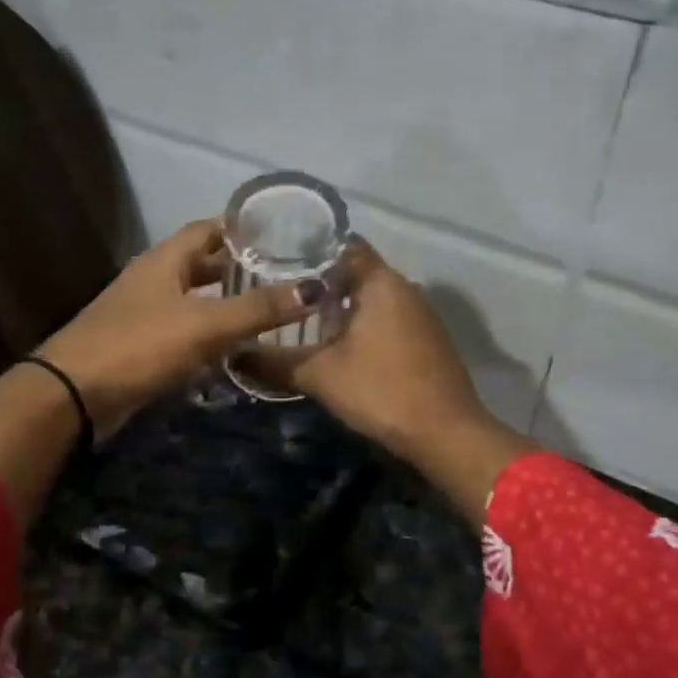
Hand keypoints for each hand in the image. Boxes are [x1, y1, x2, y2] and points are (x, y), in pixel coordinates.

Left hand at [37, 218, 324, 436]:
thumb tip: (314, 289)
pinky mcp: (142, 346)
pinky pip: (184, 331)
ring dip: (226, 304)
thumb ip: (258, 308)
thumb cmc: (140, 346)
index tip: (282, 236)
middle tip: (284, 277)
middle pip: (202, 264)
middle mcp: (154, 279)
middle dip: (240, 269)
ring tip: (268, 311)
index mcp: (165, 260)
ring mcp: (144, 313)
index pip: (209, 230)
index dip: (242, 230)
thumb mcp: (205, 324)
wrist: (74, 394)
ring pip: (194, 300)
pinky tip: (235, 349)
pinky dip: (210, 334)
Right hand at [241, 240, 534, 522]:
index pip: (342, 245)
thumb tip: (232, 357)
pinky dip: (362, 323)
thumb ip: (274, 363)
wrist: (445, 432)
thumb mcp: (319, 376)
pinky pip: (387, 318)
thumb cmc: (380, 390)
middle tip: (279, 291)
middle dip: (320, 280)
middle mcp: (404, 287)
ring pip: (372, 297)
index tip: (275, 258)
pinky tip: (340, 345)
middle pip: (356, 271)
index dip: (308, 248)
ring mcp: (420, 314)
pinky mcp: (427, 339)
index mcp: (380, 281)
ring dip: (342, 305)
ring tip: (301, 318)